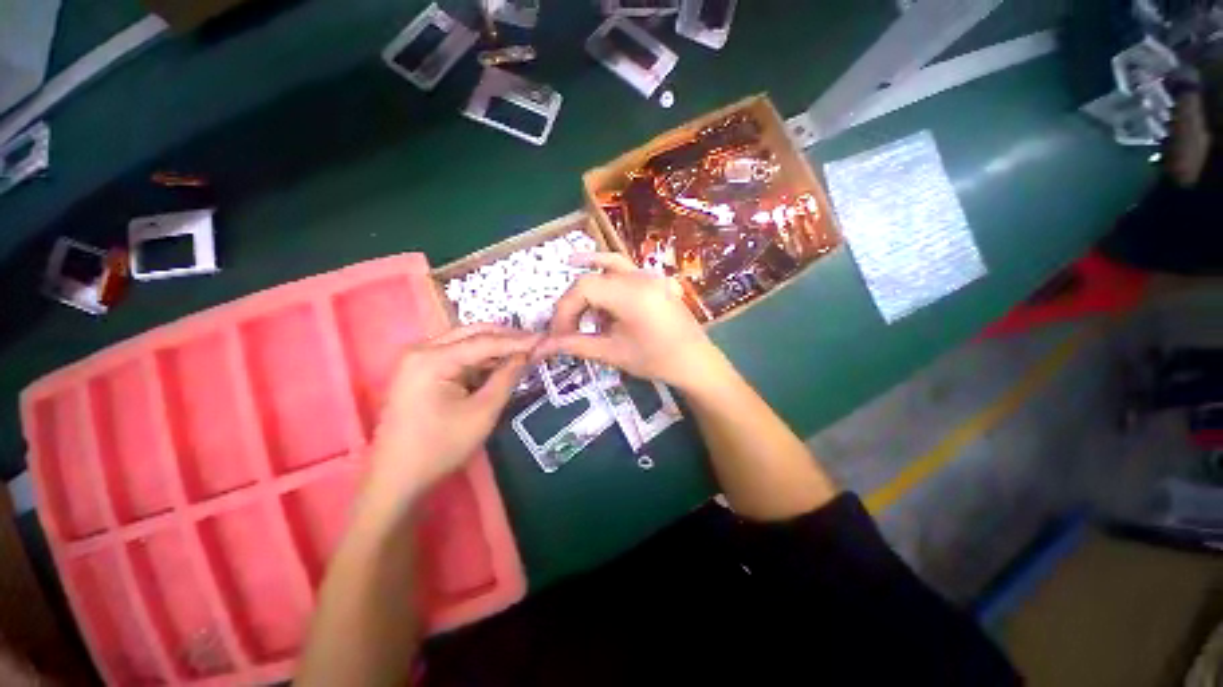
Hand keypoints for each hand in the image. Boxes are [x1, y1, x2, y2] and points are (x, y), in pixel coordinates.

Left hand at [367, 325, 538, 504]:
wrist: (397, 479)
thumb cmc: (441, 447)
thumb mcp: (483, 411)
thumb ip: (507, 377)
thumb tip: (528, 354)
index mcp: (432, 358)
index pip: (485, 341)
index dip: (519, 340)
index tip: (546, 339)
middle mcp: (421, 350)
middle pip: (473, 334)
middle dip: (507, 337)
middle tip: (536, 342)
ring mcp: (418, 360)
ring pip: (465, 342)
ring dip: (495, 347)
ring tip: (524, 351)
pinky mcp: (420, 372)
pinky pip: (457, 356)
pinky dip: (480, 359)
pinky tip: (500, 363)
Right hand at [534, 253, 728, 391]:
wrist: (695, 362)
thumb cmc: (656, 360)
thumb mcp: (613, 353)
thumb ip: (576, 344)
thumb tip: (542, 346)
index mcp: (630, 293)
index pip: (583, 288)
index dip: (564, 309)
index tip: (559, 335)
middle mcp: (639, 276)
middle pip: (593, 277)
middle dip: (574, 302)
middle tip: (568, 327)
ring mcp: (650, 275)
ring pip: (609, 265)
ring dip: (588, 277)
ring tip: (571, 294)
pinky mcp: (655, 280)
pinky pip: (627, 267)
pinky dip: (607, 268)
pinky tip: (595, 267)